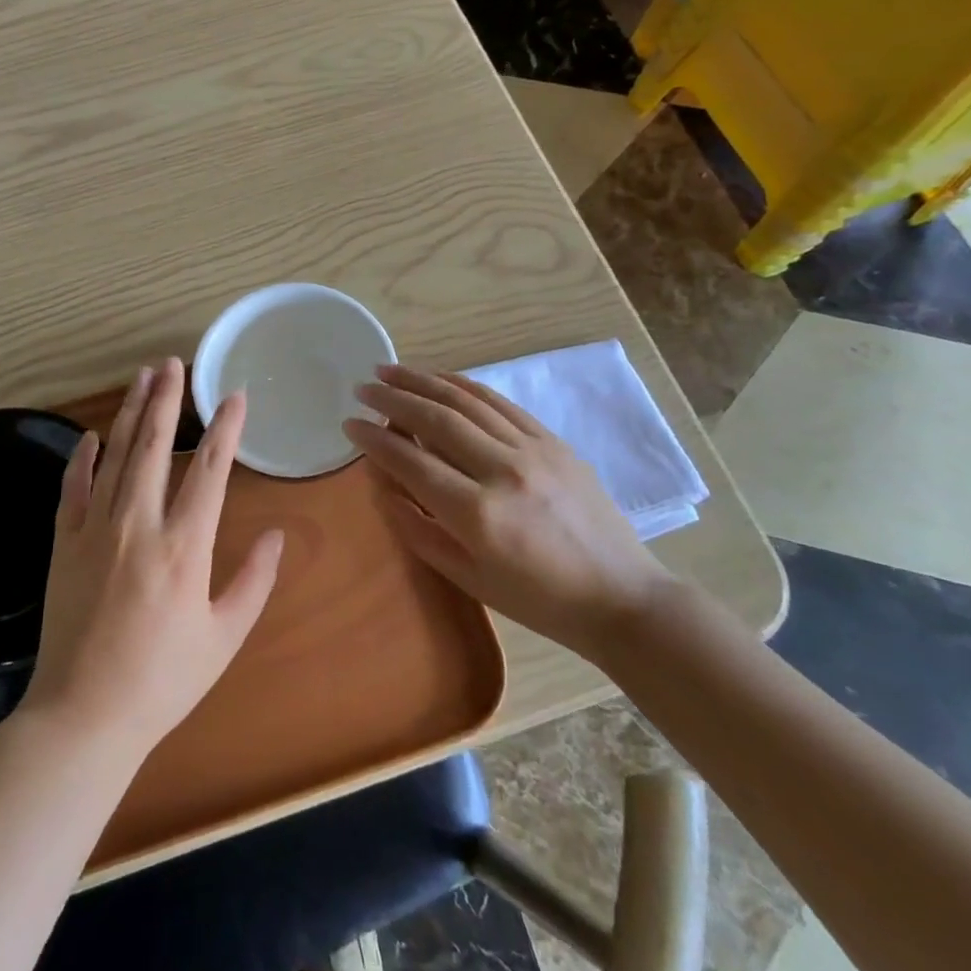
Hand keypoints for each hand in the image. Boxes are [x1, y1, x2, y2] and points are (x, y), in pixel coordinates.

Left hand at [17, 358, 284, 755]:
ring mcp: (96, 529)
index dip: (225, 427)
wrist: (82, 717)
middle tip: (173, 363)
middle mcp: (139, 524)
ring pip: (116, 455)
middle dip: (166, 399)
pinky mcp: (64, 542)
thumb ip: (255, 581)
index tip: (234, 395)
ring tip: (142, 377)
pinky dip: (84, 456)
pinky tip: (93, 434)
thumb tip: (279, 533)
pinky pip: (73, 486)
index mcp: (184, 546)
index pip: (211, 469)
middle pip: (155, 445)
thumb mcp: (224, 638)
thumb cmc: (162, 682)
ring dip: (131, 412)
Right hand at [343, 364, 670, 660]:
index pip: (411, 461)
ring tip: (389, 370)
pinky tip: (440, 378)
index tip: (349, 423)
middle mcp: (502, 470)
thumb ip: (417, 528)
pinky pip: (499, 402)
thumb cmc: (538, 600)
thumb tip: (383, 483)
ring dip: (422, 381)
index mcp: (478, 514)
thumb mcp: (467, 577)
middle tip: (363, 387)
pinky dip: (464, 385)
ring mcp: (532, 449)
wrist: (620, 597)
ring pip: (466, 400)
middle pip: (436, 419)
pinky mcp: (552, 440)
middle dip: (392, 398)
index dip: (374, 440)